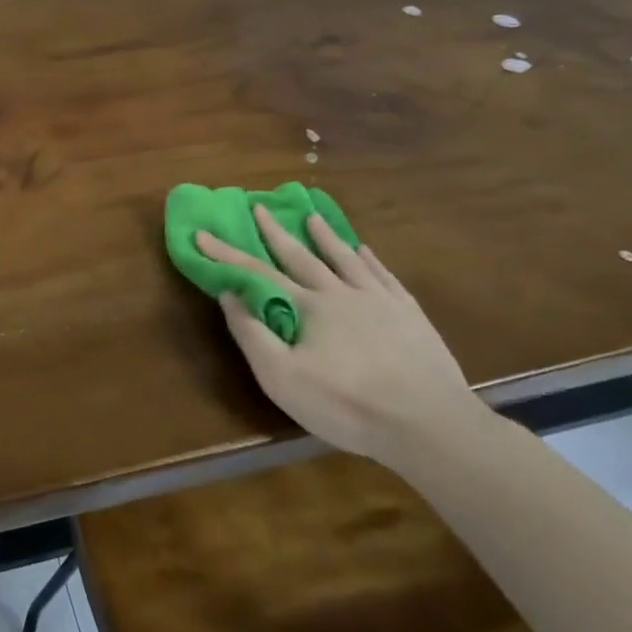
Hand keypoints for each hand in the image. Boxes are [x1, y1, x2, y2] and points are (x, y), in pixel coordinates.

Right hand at [198, 211, 487, 470]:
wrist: (428, 423)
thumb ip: (252, 333)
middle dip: (275, 233)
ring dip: (324, 237)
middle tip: (259, 207)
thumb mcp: (281, 378)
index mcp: (306, 307)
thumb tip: (228, 295)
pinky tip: (365, 250)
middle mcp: (340, 293)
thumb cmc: (346, 404)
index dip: (226, 255)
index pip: (256, 274)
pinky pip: (384, 276)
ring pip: (345, 259)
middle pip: (301, 256)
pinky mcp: (410, 315)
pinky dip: (370, 260)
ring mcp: (379, 301)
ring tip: (312, 216)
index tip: (202, 233)